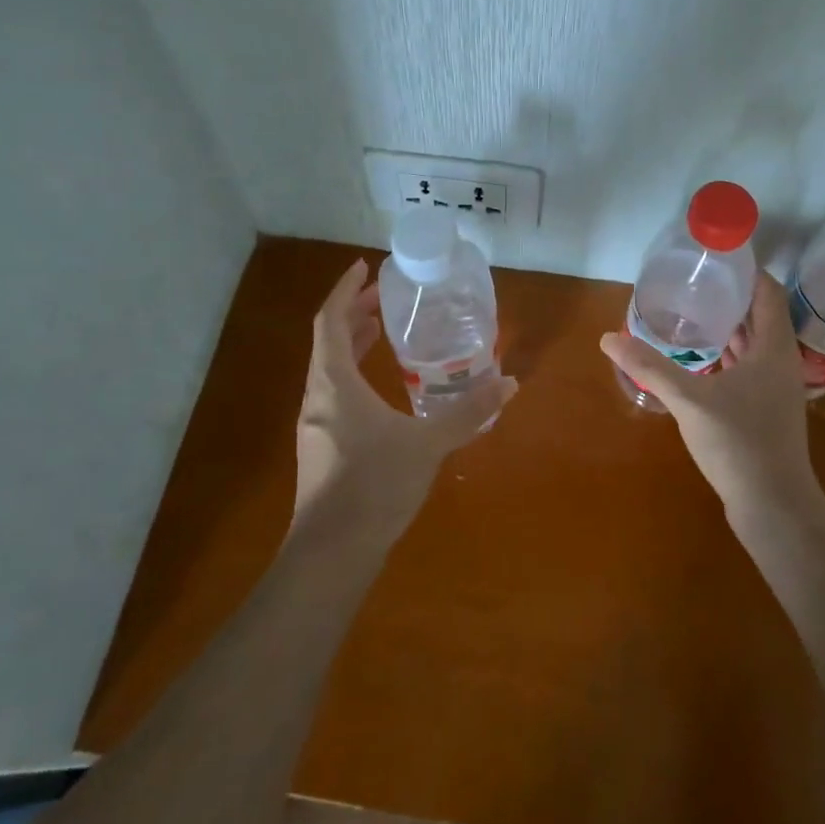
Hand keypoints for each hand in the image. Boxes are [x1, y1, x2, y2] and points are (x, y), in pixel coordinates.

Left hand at [293, 259, 517, 543]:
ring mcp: (316, 425)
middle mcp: (317, 396)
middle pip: (329, 339)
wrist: (330, 556)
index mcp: (334, 382)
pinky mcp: (322, 448)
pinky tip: (381, 388)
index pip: (330, 319)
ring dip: (353, 342)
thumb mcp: (427, 443)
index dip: (346, 290)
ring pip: (330, 368)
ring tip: (384, 330)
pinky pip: (335, 392)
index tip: (364, 267)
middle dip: (355, 313)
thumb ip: (468, 413)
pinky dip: (354, 373)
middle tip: (386, 297)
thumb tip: (508, 383)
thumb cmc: (374, 486)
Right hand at [599, 272, 815, 518]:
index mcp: (774, 348)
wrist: (774, 508)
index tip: (713, 256)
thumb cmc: (740, 444)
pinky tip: (697, 356)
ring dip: (726, 325)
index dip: (745, 270)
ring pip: (752, 342)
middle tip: (690, 280)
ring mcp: (774, 388)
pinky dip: (725, 353)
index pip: (767, 291)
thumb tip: (608, 338)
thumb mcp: (690, 401)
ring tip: (688, 310)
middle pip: (759, 314)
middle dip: (728, 295)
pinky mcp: (764, 409)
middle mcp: (780, 361)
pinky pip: (746, 366)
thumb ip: (649, 367)